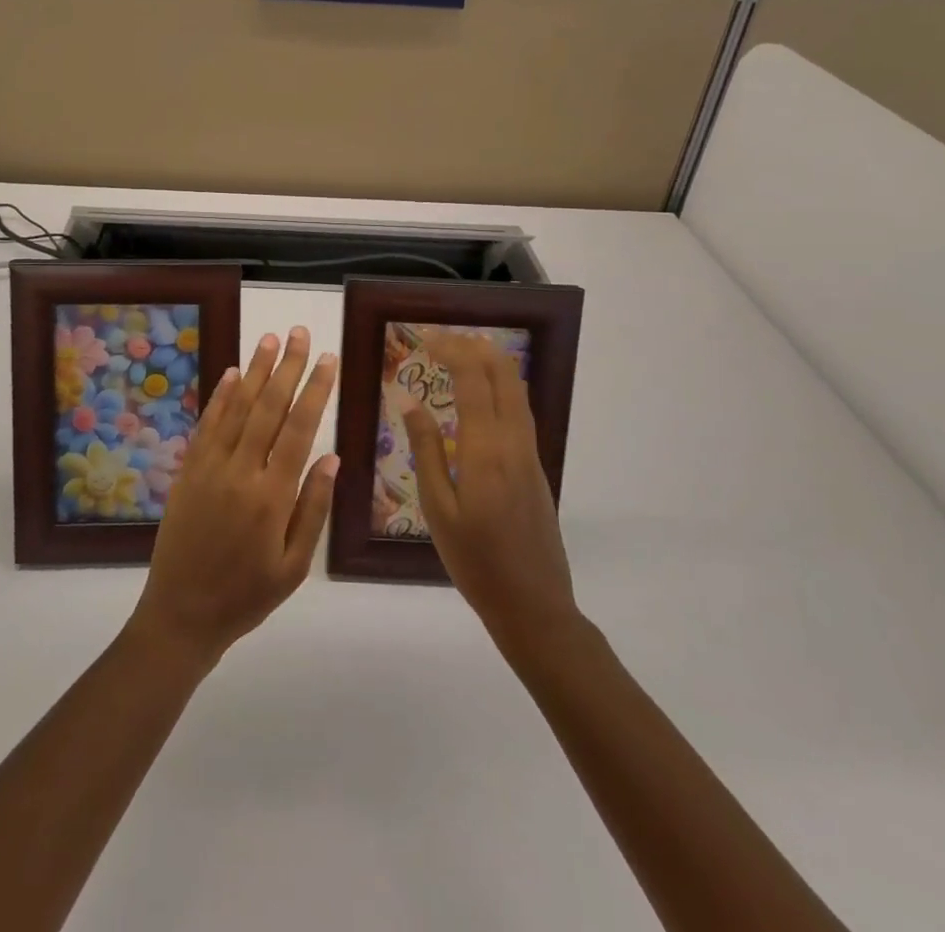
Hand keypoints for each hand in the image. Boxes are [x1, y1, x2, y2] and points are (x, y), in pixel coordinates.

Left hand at [129, 328, 339, 664]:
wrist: (181, 613)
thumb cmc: (247, 595)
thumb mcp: (294, 566)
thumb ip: (313, 508)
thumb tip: (331, 456)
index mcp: (272, 496)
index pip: (298, 429)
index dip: (315, 390)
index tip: (328, 359)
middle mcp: (240, 471)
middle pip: (268, 407)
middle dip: (287, 367)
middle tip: (300, 333)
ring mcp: (210, 466)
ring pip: (237, 408)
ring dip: (254, 371)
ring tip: (269, 339)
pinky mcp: (188, 469)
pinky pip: (207, 424)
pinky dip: (220, 396)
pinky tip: (232, 374)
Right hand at [394, 331, 578, 650]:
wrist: (534, 605)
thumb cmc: (475, 561)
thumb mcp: (438, 509)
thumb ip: (426, 450)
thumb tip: (409, 401)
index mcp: (486, 451)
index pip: (473, 381)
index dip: (452, 351)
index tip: (425, 339)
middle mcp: (514, 443)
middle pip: (503, 375)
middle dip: (474, 347)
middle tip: (442, 339)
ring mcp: (530, 454)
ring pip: (517, 390)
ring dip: (491, 362)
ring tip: (462, 351)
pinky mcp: (535, 466)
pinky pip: (521, 409)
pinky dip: (501, 385)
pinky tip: (482, 391)